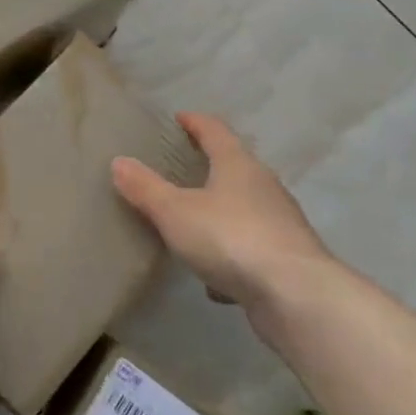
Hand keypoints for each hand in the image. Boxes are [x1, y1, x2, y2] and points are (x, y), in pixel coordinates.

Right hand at [112, 113, 334, 313]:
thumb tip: (119, 161)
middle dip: (209, 166)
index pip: (215, 130)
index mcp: (238, 164)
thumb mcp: (175, 212)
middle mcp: (264, 186)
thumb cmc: (230, 238)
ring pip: (244, 209)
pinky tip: (213, 281)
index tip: (178, 118)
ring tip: (192, 224)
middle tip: (179, 169)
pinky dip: (231, 256)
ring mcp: (279, 223)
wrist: (296, 296)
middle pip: (234, 167)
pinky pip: (250, 249)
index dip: (194, 122)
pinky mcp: (286, 259)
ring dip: (220, 213)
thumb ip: (145, 188)